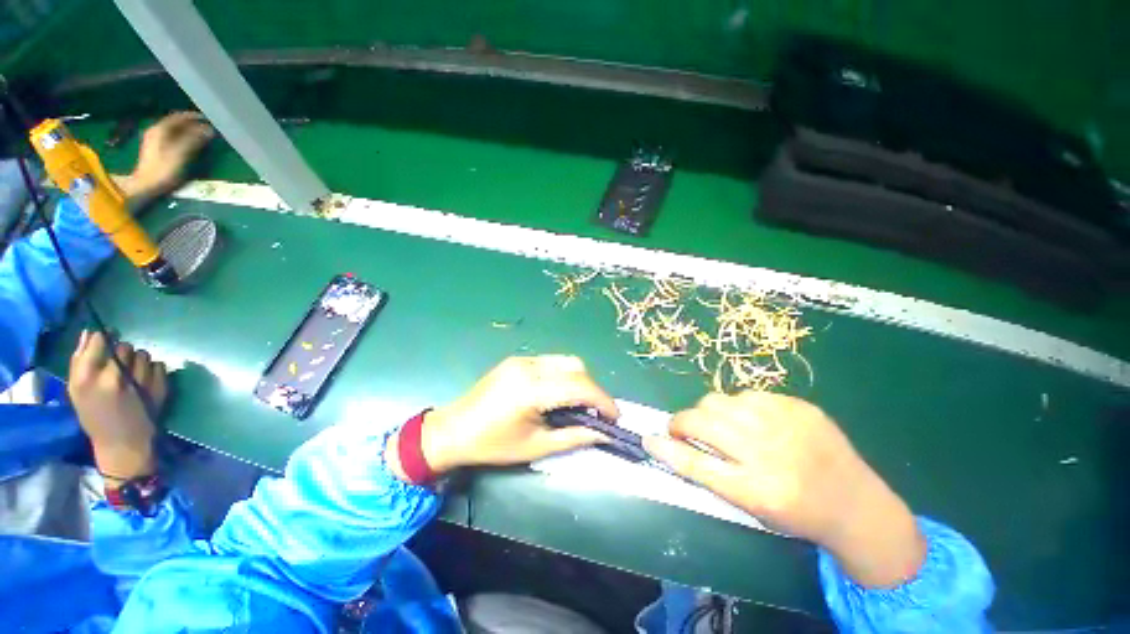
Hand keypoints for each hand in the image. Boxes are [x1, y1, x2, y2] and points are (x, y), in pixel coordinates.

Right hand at [68, 331, 168, 481]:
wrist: (125, 443)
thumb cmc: (96, 416)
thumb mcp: (77, 391)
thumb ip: (80, 360)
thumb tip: (90, 332)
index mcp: (87, 377)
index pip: (99, 340)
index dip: (105, 337)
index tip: (107, 338)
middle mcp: (113, 376)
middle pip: (124, 346)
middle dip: (122, 353)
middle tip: (120, 367)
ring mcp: (139, 380)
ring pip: (143, 354)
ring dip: (139, 361)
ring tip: (133, 377)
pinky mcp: (159, 385)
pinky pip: (159, 365)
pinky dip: (153, 371)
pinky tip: (146, 383)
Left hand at [118, 111, 213, 203]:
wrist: (145, 185)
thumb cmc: (163, 169)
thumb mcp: (181, 154)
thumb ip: (194, 140)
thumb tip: (209, 130)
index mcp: (160, 129)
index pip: (179, 117)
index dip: (194, 116)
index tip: (208, 118)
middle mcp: (156, 130)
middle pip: (176, 123)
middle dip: (191, 124)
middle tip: (207, 127)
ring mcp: (154, 140)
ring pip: (174, 130)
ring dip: (187, 131)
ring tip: (201, 135)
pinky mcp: (156, 149)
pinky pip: (171, 137)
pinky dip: (182, 137)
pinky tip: (189, 143)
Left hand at [403, 356, 618, 474]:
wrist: (452, 430)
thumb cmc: (492, 444)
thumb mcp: (535, 446)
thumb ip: (574, 437)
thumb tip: (603, 433)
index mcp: (531, 389)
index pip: (579, 386)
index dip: (602, 401)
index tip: (615, 417)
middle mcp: (529, 366)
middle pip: (576, 367)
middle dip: (593, 389)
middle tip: (597, 413)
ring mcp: (522, 359)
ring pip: (565, 361)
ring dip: (579, 380)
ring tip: (580, 404)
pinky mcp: (517, 360)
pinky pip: (551, 362)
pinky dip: (564, 375)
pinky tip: (559, 394)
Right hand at [644, 392, 925, 587]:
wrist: (856, 502)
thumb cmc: (796, 513)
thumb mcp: (751, 507)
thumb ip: (711, 474)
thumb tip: (672, 446)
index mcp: (756, 489)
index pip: (696, 464)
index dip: (668, 450)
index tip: (649, 439)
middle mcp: (767, 452)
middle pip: (701, 422)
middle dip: (682, 423)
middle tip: (684, 430)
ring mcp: (784, 422)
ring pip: (718, 401)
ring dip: (709, 413)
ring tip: (720, 425)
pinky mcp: (796, 404)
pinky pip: (747, 395)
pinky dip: (738, 407)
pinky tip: (751, 420)